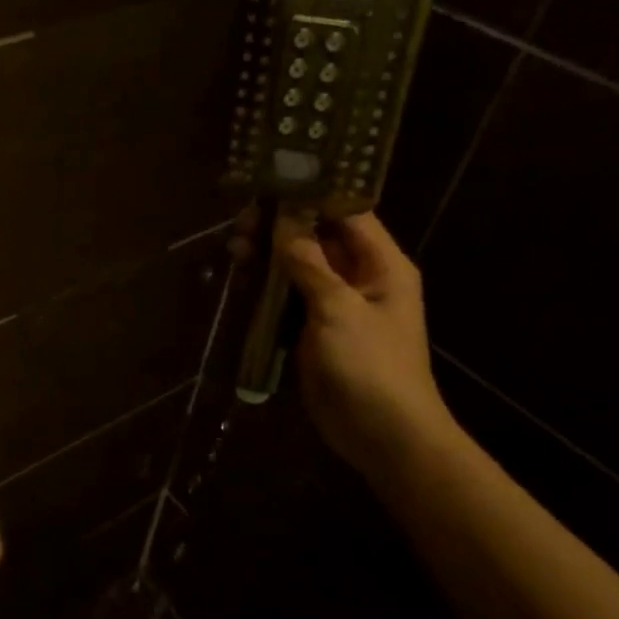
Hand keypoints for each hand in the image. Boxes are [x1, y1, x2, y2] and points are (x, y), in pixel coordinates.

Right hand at [269, 210, 455, 474]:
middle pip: (317, 237)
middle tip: (243, 222)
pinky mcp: (315, 329)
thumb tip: (284, 224)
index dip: (311, 195)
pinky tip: (243, 277)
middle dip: (281, 226)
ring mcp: (336, 304)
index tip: (271, 184)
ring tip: (236, 247)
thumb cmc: (370, 366)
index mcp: (381, 265)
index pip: (347, 213)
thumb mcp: (339, 310)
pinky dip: (267, 286)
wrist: (382, 434)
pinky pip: (289, 297)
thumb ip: (309, 265)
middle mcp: (360, 277)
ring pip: (298, 266)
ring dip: (269, 255)